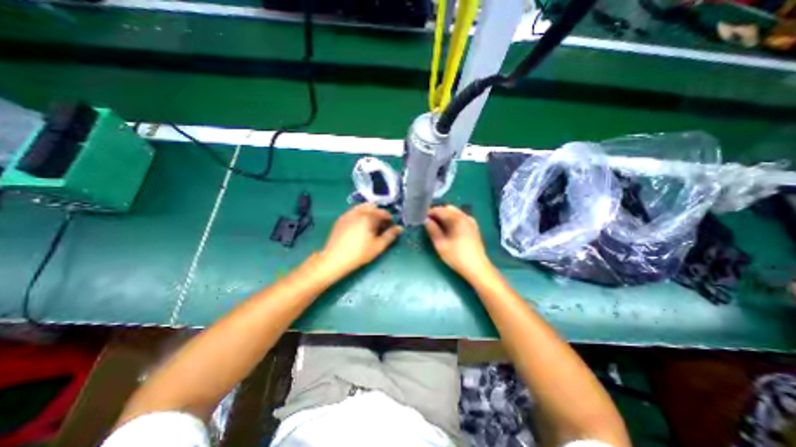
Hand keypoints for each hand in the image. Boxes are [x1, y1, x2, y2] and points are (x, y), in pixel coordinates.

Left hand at [320, 203, 403, 278]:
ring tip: (371, 225)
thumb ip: (390, 235)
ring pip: (362, 207)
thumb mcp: (378, 246)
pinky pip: (353, 211)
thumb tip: (399, 228)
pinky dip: (360, 215)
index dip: (389, 219)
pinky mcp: (341, 219)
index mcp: (368, 217)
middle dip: (379, 213)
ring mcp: (348, 214)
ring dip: (369, 212)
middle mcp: (358, 211)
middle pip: (373, 207)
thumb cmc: (359, 253)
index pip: (383, 212)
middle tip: (381, 225)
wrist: (335, 259)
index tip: (391, 226)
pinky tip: (360, 226)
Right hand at [427, 204, 494, 279]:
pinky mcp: (473, 228)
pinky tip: (448, 229)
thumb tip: (426, 220)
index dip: (429, 212)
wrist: (477, 268)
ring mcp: (471, 221)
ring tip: (436, 226)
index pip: (440, 210)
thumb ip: (432, 230)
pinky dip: (452, 220)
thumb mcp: (441, 244)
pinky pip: (461, 218)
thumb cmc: (457, 256)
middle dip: (438, 213)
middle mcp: (465, 216)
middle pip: (448, 209)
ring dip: (445, 216)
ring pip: (455, 213)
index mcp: (457, 219)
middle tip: (428, 222)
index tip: (421, 217)